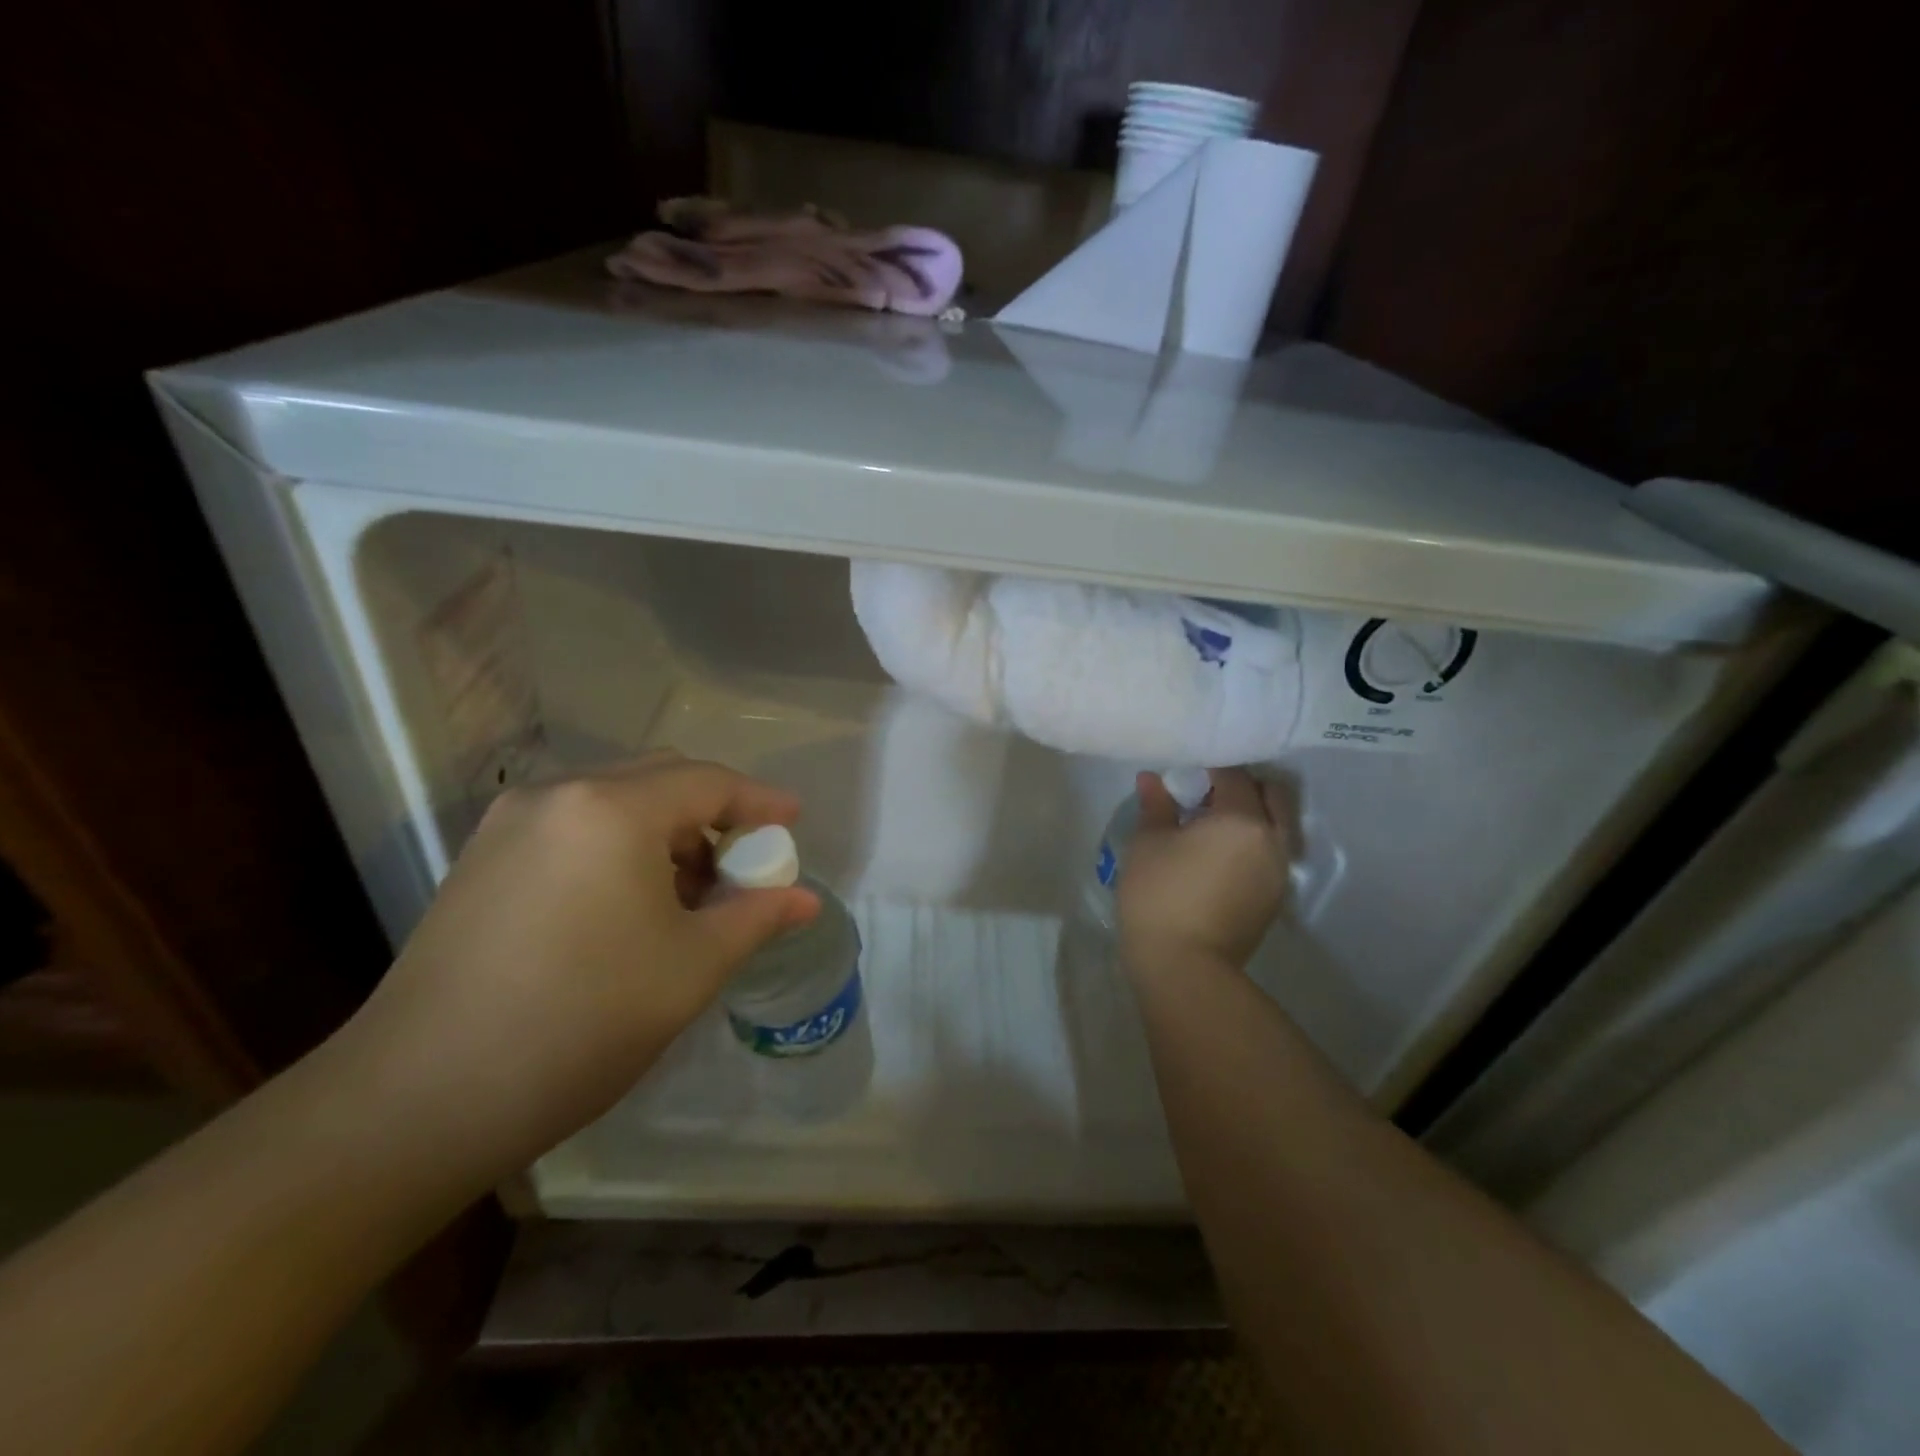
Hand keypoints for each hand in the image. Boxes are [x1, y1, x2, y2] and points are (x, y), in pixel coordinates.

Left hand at [337, 752, 818, 1176]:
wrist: (418, 1100)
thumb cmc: (581, 1021)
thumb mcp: (691, 968)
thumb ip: (757, 918)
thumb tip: (806, 900)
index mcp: (613, 809)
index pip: (708, 782)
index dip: (760, 801)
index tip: (794, 822)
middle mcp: (558, 795)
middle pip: (660, 779)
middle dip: (713, 813)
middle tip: (744, 863)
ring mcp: (510, 825)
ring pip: (614, 801)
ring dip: (665, 832)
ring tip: (688, 895)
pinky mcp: (481, 860)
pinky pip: (574, 827)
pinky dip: (620, 846)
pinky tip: (628, 905)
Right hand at [1117, 767, 1295, 971]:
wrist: (1184, 966)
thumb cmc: (1160, 895)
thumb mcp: (1147, 843)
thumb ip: (1155, 806)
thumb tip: (1152, 779)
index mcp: (1242, 819)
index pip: (1234, 776)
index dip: (1209, 770)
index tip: (1185, 778)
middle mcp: (1272, 840)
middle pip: (1270, 796)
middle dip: (1242, 789)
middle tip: (1205, 797)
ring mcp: (1279, 873)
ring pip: (1275, 827)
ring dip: (1251, 818)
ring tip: (1211, 829)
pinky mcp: (1274, 899)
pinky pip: (1269, 856)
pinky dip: (1251, 845)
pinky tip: (1218, 858)